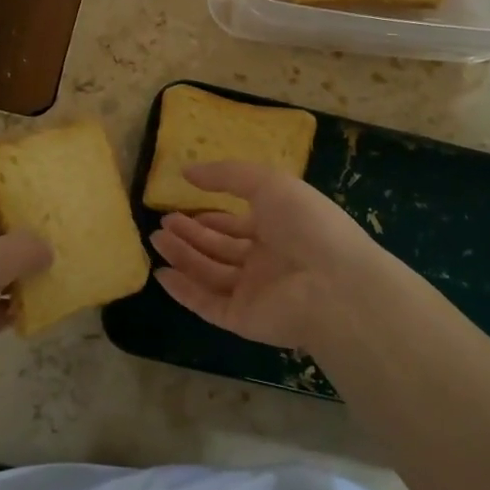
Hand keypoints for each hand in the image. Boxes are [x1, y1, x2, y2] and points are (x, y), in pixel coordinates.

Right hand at [148, 162, 398, 351]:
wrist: (334, 285)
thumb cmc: (306, 224)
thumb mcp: (268, 183)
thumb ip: (226, 175)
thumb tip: (187, 171)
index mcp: (279, 228)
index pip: (238, 224)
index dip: (211, 217)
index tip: (182, 207)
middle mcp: (267, 261)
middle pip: (221, 248)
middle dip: (191, 235)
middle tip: (161, 223)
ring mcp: (255, 292)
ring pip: (210, 273)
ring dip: (183, 256)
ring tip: (155, 239)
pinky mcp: (243, 319)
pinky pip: (208, 304)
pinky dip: (185, 291)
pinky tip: (162, 274)